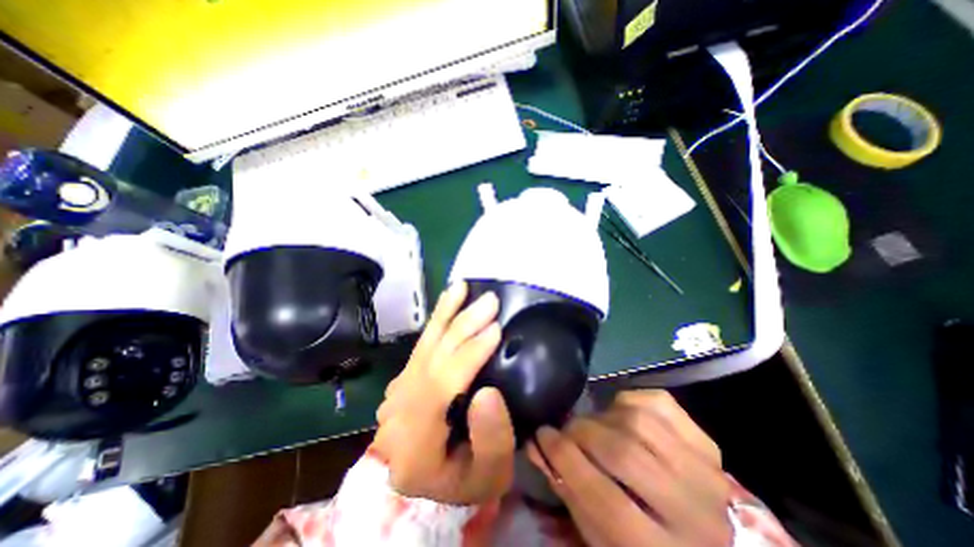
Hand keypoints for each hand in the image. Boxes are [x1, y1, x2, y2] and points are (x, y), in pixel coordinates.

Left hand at [375, 282, 517, 504]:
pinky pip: (420, 346)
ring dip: (444, 315)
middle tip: (489, 301)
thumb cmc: (467, 480)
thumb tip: (488, 392)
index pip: (439, 389)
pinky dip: (436, 321)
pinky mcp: (403, 381)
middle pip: (429, 362)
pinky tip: (448, 302)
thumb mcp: (490, 475)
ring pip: (421, 347)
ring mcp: (395, 395)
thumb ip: (491, 440)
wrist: (434, 480)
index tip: (496, 329)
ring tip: (462, 288)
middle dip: (461, 327)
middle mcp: (396, 416)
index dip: (467, 356)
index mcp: (414, 448)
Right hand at [532, 392, 729, 543]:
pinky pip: (659, 403)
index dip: (565, 461)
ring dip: (602, 417)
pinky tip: (620, 414)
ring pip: (639, 421)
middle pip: (623, 453)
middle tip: (565, 432)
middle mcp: (694, 514)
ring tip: (592, 426)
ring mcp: (706, 471)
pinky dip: (629, 400)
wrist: (715, 545)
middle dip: (580, 433)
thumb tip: (538, 449)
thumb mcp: (606, 544)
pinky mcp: (706, 442)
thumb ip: (571, 497)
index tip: (542, 436)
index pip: (604, 500)